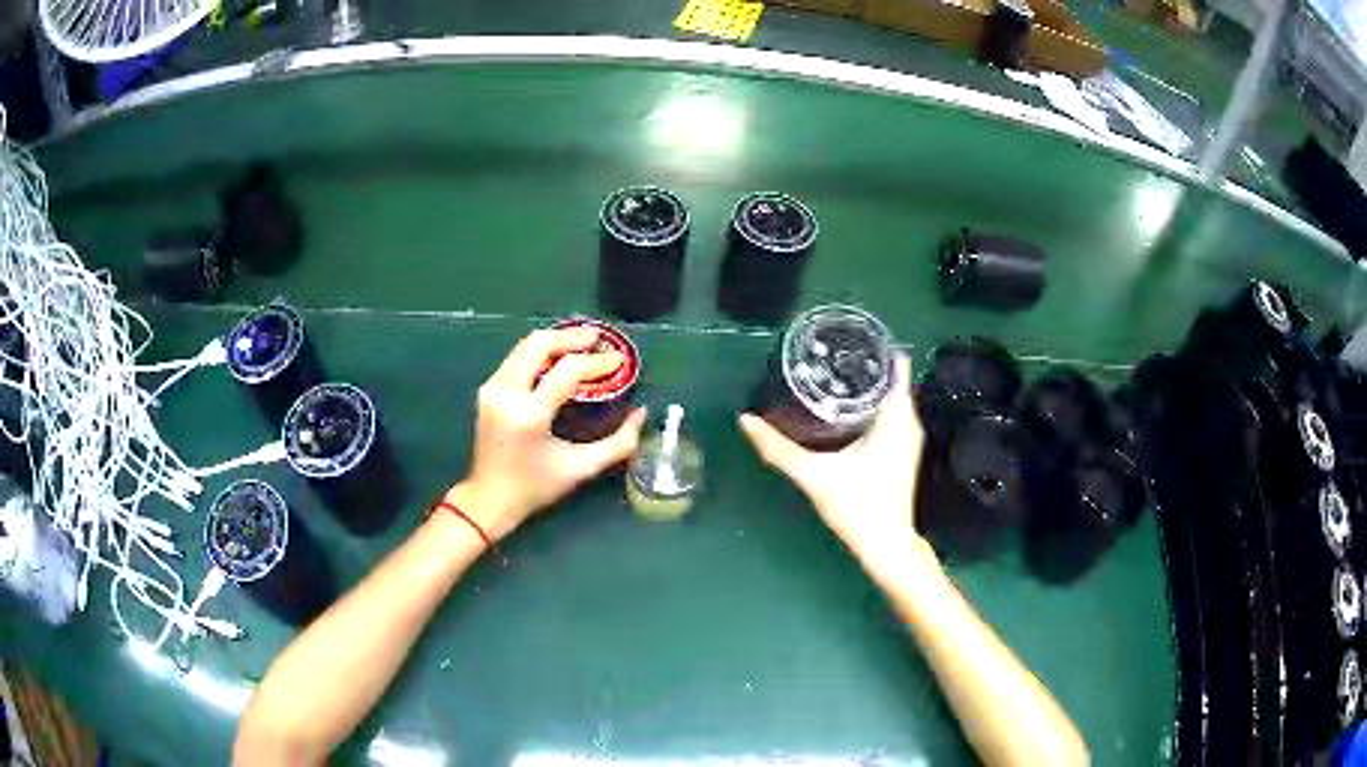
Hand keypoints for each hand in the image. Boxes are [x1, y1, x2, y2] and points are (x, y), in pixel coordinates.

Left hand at [447, 328, 645, 541]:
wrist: (489, 499)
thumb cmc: (536, 487)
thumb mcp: (582, 468)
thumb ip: (619, 443)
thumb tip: (641, 413)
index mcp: (529, 415)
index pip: (567, 371)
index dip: (596, 362)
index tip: (618, 361)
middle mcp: (506, 394)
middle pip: (540, 344)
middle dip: (572, 337)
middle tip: (599, 338)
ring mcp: (492, 389)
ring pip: (525, 346)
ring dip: (556, 340)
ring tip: (583, 343)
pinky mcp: (487, 389)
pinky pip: (516, 358)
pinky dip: (540, 352)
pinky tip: (559, 357)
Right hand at [739, 354, 925, 563]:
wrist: (886, 544)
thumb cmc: (858, 506)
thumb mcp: (814, 475)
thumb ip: (778, 448)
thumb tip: (746, 419)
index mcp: (896, 416)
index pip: (896, 364)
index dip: (874, 347)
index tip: (846, 339)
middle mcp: (909, 421)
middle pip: (891, 379)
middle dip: (863, 365)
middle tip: (827, 357)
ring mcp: (909, 438)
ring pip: (891, 398)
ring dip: (867, 387)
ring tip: (831, 376)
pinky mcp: (903, 452)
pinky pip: (891, 415)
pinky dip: (871, 407)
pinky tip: (844, 411)